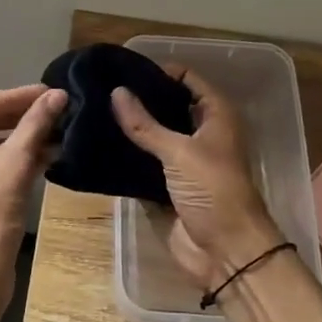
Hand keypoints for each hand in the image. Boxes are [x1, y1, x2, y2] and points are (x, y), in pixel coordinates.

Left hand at [0, 84, 65, 309]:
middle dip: (13, 117)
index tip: (49, 93)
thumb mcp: (14, 164)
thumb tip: (58, 95)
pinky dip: (0, 159)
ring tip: (51, 131)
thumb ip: (34, 124)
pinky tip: (37, 155)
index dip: (14, 97)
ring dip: (11, 138)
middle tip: (52, 108)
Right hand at [111, 69, 282, 287]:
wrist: (227, 252)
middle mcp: (202, 133)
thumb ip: (145, 124)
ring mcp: (185, 161)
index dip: (160, 71)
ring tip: (94, 112)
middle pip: (169, 106)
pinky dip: (128, 156)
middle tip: (102, 89)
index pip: (188, 79)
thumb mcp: (179, 153)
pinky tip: (100, 145)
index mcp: (216, 116)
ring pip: (155, 136)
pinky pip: (145, 163)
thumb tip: (116, 92)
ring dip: (132, 128)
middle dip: (141, 99)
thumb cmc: (213, 191)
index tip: (124, 68)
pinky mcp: (169, 186)